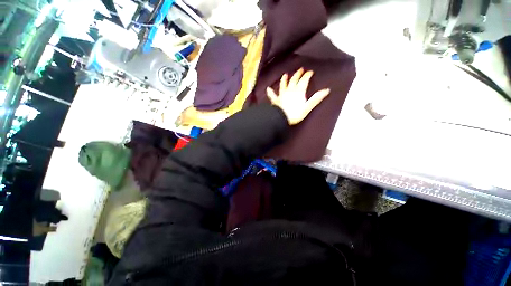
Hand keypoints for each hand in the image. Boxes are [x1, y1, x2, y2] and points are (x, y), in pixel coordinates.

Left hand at [266, 68, 329, 124]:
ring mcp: (282, 95)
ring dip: (284, 79)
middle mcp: (290, 90)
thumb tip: (326, 90)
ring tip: (285, 75)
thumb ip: (316, 99)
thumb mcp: (307, 107)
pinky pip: (272, 95)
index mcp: (298, 91)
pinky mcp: (276, 100)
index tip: (310, 72)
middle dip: (298, 74)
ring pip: (283, 85)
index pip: (304, 81)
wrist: (281, 118)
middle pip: (294, 80)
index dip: (307, 75)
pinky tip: (268, 88)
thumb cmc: (295, 114)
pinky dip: (270, 92)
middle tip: (300, 69)